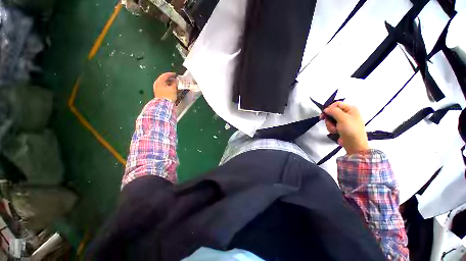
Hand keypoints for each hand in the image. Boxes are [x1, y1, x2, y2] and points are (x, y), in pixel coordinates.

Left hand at [153, 72, 177, 101]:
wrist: (163, 105)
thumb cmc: (168, 96)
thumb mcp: (173, 88)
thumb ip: (175, 83)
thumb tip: (176, 80)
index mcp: (159, 81)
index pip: (165, 75)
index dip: (171, 74)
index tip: (176, 75)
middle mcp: (157, 84)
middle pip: (164, 79)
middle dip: (170, 79)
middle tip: (176, 80)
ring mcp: (157, 89)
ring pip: (164, 84)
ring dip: (170, 83)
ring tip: (175, 85)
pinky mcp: (159, 93)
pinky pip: (164, 87)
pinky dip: (168, 87)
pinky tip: (172, 89)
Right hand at [322, 102, 368, 154]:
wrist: (354, 144)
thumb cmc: (351, 130)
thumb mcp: (343, 118)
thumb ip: (333, 111)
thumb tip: (326, 109)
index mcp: (350, 109)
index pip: (336, 104)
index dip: (329, 108)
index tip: (324, 115)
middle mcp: (347, 113)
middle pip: (332, 112)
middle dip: (329, 119)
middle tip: (329, 123)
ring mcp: (343, 121)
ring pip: (330, 119)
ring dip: (330, 125)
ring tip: (335, 130)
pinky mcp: (340, 127)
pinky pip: (331, 125)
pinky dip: (332, 129)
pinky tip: (336, 132)